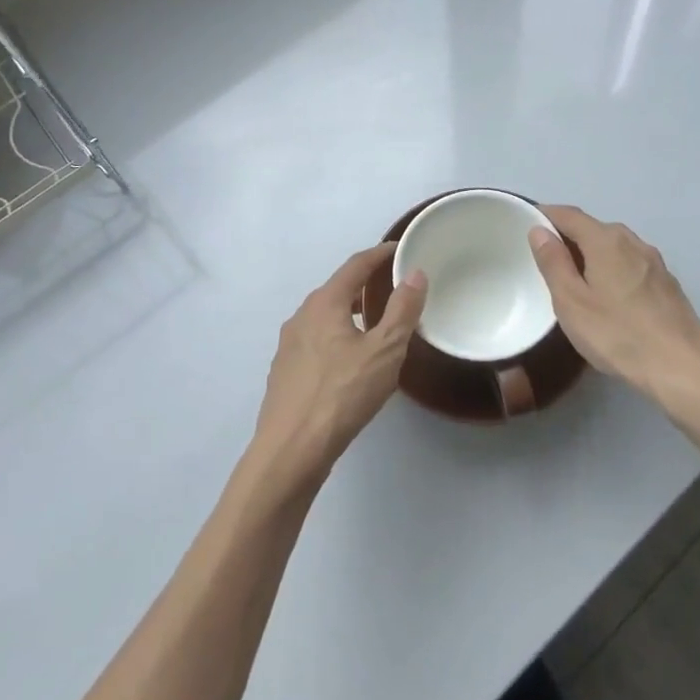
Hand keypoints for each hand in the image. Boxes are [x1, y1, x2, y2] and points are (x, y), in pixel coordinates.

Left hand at [252, 243, 425, 482]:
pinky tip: (350, 362)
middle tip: (394, 288)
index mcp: (324, 303)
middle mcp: (301, 316)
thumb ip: (402, 310)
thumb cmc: (342, 394)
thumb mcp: (384, 351)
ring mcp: (289, 345)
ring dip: (351, 313)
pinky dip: (337, 337)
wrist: (291, 450)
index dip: (379, 254)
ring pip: (325, 317)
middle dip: (365, 284)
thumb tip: (415, 273)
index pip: (355, 265)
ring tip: (376, 326)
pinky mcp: (285, 372)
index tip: (400, 249)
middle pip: (337, 289)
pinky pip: (316, 341)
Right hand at [528, 206, 699, 409]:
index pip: (569, 215)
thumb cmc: (618, 334)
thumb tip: (539, 230)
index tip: (526, 223)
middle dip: (569, 236)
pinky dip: (613, 269)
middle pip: (594, 228)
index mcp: (606, 240)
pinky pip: (631, 265)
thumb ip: (553, 263)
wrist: (683, 369)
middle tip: (546, 258)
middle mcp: (633, 242)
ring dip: (592, 254)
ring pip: (615, 247)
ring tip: (575, 278)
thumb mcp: (571, 302)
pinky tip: (609, 296)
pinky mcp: (668, 284)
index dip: (546, 215)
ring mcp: (655, 262)